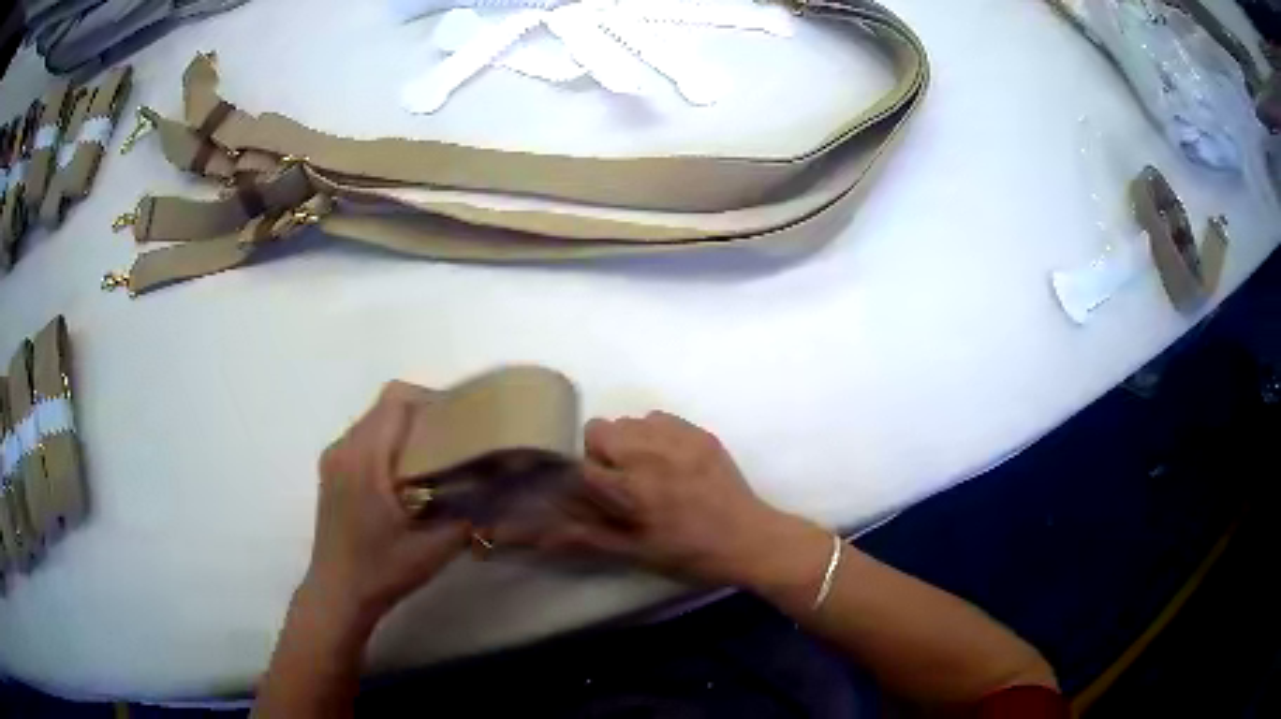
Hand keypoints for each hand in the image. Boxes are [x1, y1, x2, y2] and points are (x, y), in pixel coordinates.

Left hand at [303, 381, 469, 628]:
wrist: (337, 594)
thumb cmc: (381, 571)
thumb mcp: (434, 548)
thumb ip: (465, 515)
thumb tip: (493, 491)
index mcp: (364, 458)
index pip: (396, 400)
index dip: (430, 399)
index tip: (459, 420)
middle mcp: (344, 448)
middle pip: (385, 405)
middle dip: (422, 413)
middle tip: (455, 438)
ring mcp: (333, 459)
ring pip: (373, 421)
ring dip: (404, 428)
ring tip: (434, 456)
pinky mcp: (331, 472)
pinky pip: (363, 439)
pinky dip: (387, 443)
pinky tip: (407, 475)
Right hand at [499, 411, 828, 589]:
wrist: (749, 538)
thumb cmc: (689, 553)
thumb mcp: (635, 552)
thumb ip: (586, 537)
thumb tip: (539, 535)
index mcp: (631, 489)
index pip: (582, 464)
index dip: (584, 478)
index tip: (597, 494)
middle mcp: (649, 455)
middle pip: (600, 430)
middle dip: (602, 453)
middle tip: (622, 482)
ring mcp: (677, 439)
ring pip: (628, 421)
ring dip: (627, 441)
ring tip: (647, 470)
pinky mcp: (698, 432)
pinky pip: (658, 417)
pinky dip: (654, 433)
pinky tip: (668, 459)